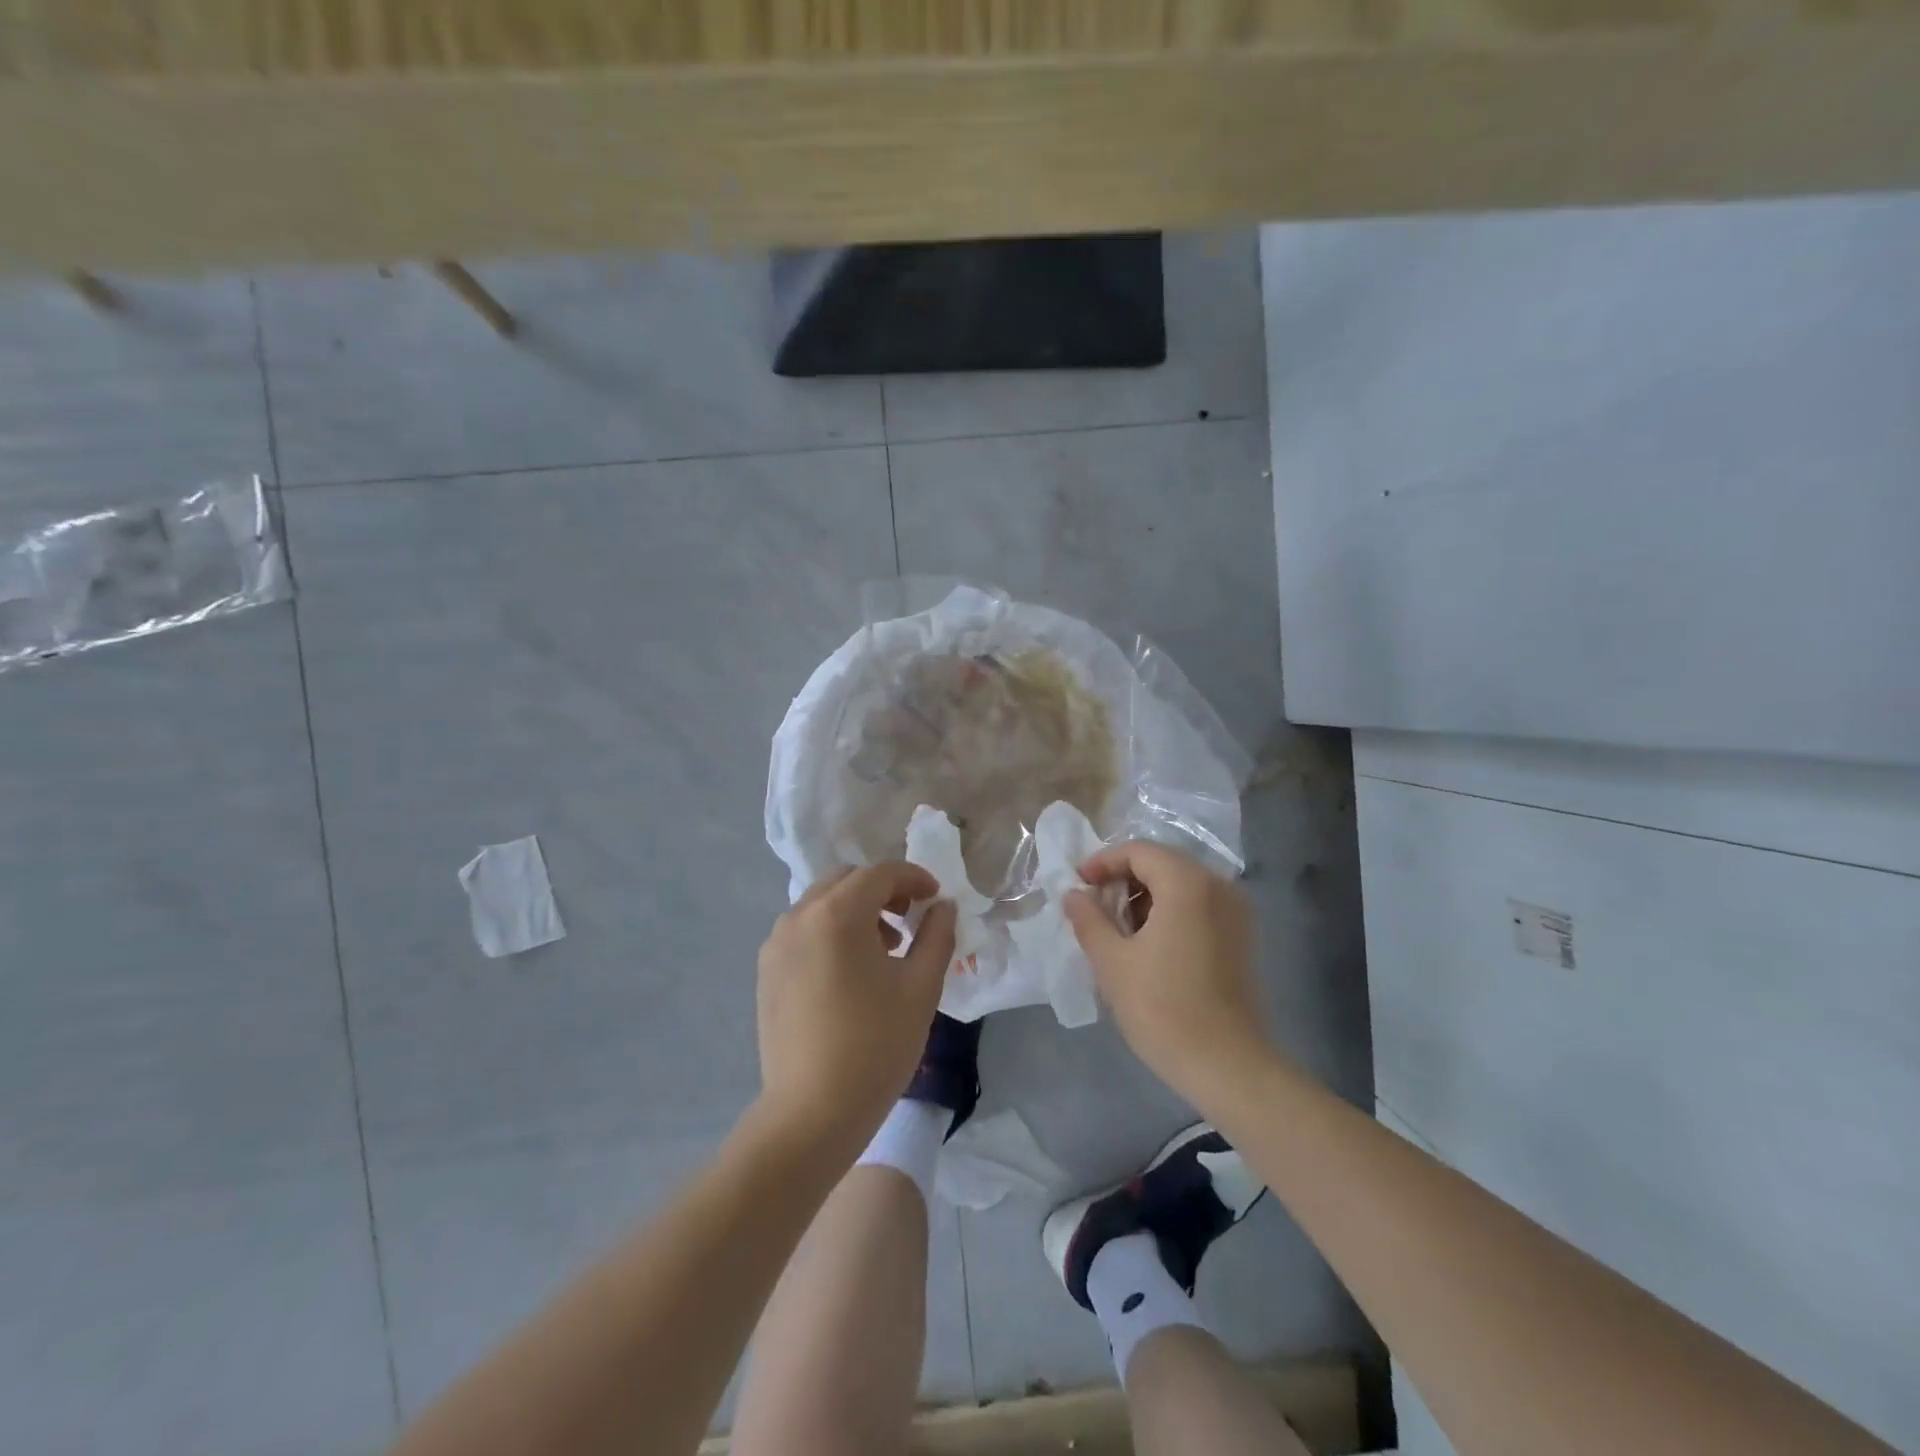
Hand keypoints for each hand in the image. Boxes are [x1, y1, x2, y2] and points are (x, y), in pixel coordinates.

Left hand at [755, 864, 957, 1151]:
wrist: (811, 1113)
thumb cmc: (875, 1046)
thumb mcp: (921, 988)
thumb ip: (937, 935)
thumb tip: (942, 906)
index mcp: (837, 914)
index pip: (880, 874)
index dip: (913, 878)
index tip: (935, 897)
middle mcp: (799, 917)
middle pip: (846, 880)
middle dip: (882, 889)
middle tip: (910, 918)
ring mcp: (776, 944)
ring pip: (821, 903)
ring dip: (855, 909)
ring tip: (884, 948)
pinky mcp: (767, 970)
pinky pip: (803, 930)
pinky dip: (831, 930)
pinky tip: (850, 970)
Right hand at [1062, 840, 1270, 1106]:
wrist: (1227, 1066)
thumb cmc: (1163, 1008)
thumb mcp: (1112, 962)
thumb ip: (1089, 919)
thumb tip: (1073, 894)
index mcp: (1187, 883)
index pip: (1139, 851)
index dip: (1103, 862)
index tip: (1077, 885)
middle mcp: (1218, 886)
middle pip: (1162, 864)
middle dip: (1123, 879)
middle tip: (1093, 906)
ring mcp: (1236, 913)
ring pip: (1181, 886)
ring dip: (1145, 896)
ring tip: (1116, 928)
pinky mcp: (1242, 938)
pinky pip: (1199, 906)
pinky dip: (1169, 912)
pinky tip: (1147, 944)